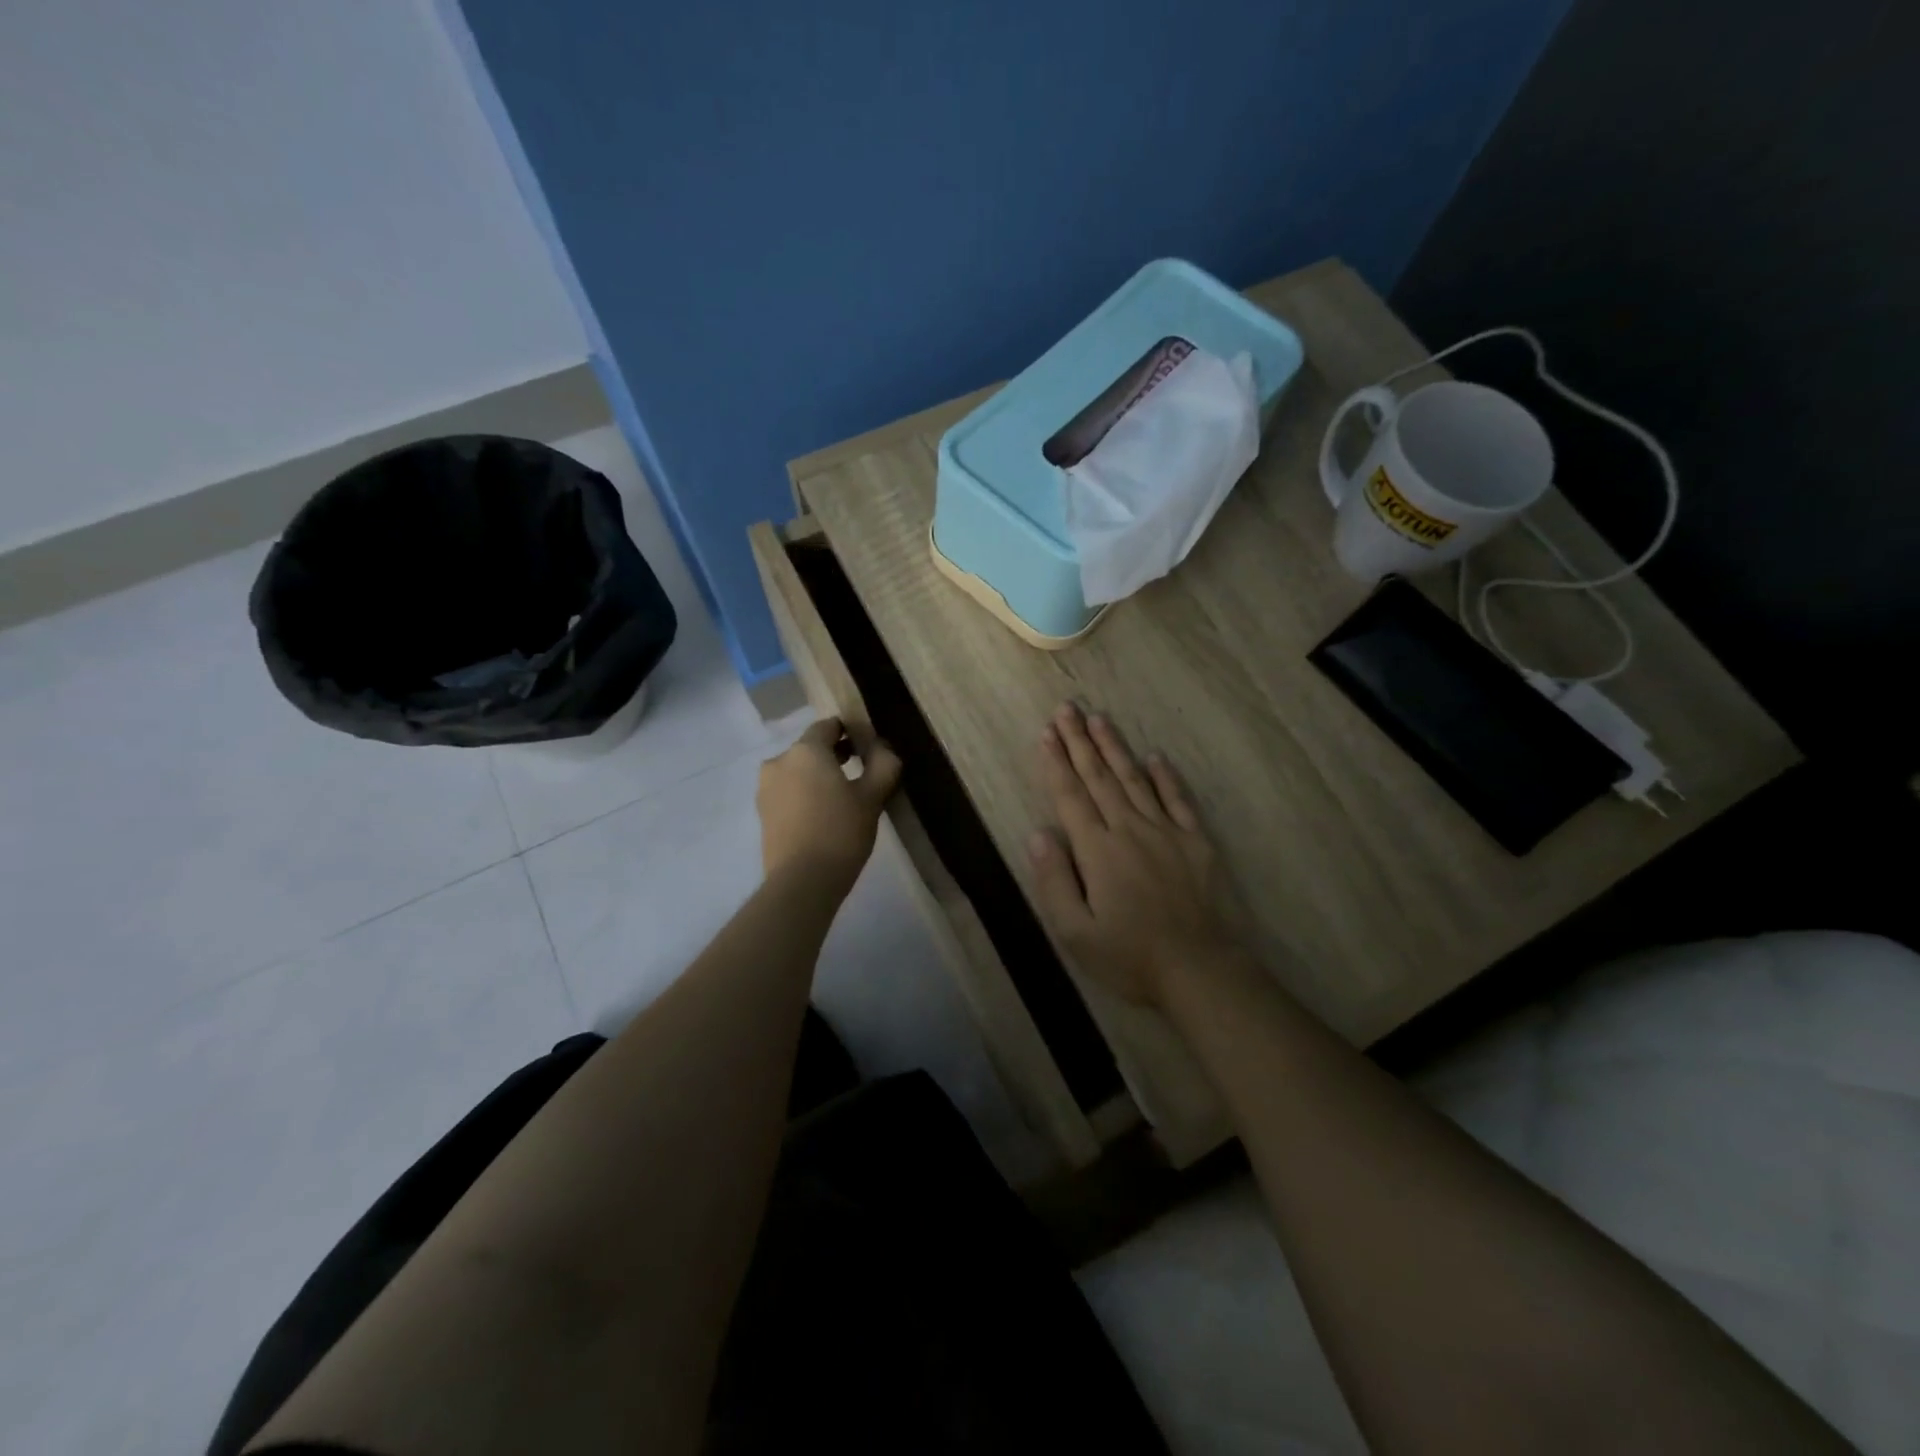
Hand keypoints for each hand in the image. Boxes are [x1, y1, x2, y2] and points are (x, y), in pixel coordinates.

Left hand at [758, 718, 902, 892]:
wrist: (802, 882)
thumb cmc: (840, 832)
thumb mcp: (872, 797)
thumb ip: (883, 764)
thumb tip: (883, 747)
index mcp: (805, 750)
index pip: (829, 726)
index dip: (850, 731)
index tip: (869, 747)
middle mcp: (780, 761)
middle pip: (811, 748)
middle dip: (835, 755)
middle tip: (862, 772)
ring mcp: (766, 788)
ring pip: (798, 771)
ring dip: (818, 776)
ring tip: (843, 798)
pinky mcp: (762, 813)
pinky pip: (788, 792)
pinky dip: (805, 794)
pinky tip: (823, 815)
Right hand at [1028, 703, 1236, 1006]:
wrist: (1201, 970)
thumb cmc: (1130, 957)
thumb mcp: (1075, 933)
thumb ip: (1054, 881)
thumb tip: (1040, 834)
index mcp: (1097, 850)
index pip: (1070, 796)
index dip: (1056, 763)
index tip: (1046, 734)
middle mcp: (1129, 829)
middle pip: (1099, 778)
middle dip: (1079, 741)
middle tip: (1066, 709)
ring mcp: (1166, 832)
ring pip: (1135, 779)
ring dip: (1115, 747)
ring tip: (1099, 718)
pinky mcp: (1196, 842)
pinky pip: (1178, 800)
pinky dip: (1165, 777)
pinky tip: (1155, 757)